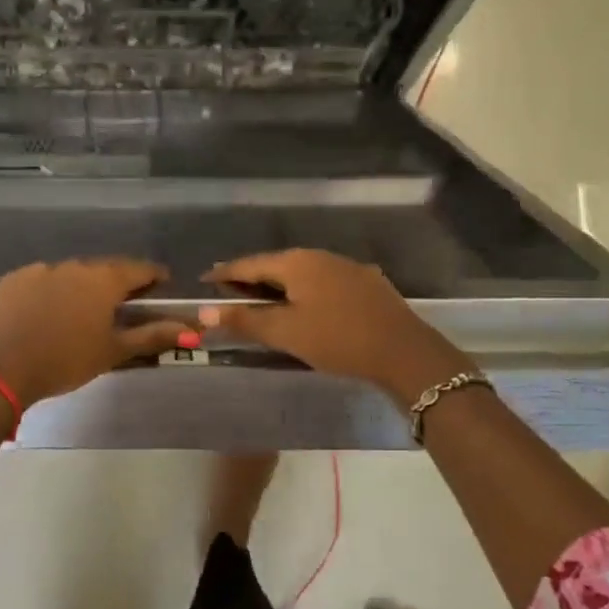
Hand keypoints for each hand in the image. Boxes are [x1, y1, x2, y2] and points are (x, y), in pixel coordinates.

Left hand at [0, 259, 186, 408]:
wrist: (2, 370)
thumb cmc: (66, 362)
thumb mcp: (113, 352)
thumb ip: (153, 336)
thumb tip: (192, 330)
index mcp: (103, 280)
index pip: (138, 269)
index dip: (153, 276)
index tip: (161, 286)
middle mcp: (74, 266)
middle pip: (103, 270)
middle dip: (115, 284)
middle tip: (120, 305)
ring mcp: (40, 269)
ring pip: (70, 274)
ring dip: (79, 288)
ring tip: (79, 314)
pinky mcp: (14, 279)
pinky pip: (41, 280)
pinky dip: (49, 292)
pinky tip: (45, 314)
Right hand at [198, 250, 473, 403]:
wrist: (404, 352)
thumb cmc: (337, 339)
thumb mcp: (285, 332)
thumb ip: (244, 320)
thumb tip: (203, 310)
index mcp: (296, 262)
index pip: (249, 264)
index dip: (224, 274)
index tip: (204, 280)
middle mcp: (320, 256)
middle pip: (275, 264)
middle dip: (250, 277)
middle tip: (228, 290)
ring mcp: (346, 267)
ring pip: (301, 272)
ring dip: (278, 284)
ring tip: (261, 297)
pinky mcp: (365, 283)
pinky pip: (322, 281)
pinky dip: (303, 290)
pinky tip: (304, 304)